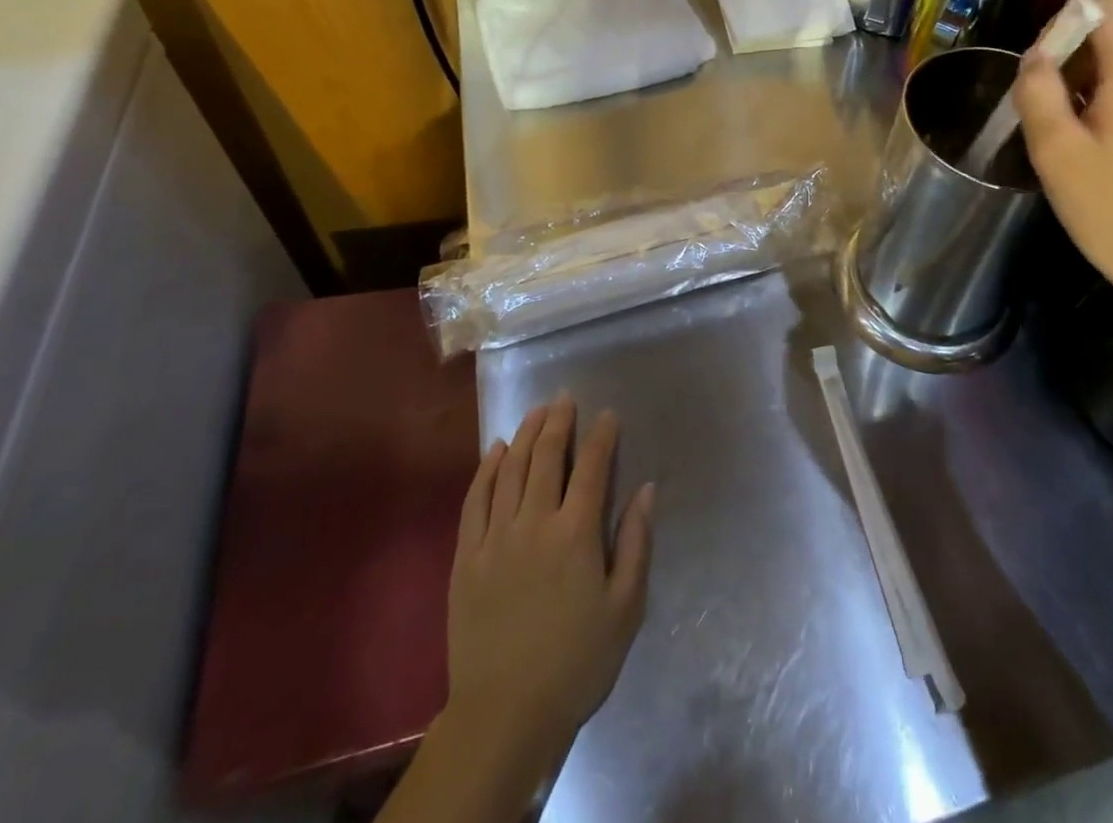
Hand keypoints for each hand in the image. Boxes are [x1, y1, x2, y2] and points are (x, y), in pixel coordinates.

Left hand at [445, 396, 653, 779]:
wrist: (506, 714)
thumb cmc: (577, 662)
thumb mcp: (625, 608)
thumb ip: (636, 543)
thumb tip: (646, 489)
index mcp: (576, 534)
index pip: (593, 468)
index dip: (602, 436)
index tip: (607, 415)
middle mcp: (534, 522)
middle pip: (547, 456)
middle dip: (559, 421)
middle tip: (565, 398)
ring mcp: (495, 536)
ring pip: (510, 468)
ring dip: (525, 434)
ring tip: (536, 412)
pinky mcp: (466, 556)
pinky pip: (475, 499)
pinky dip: (487, 468)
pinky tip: (495, 450)